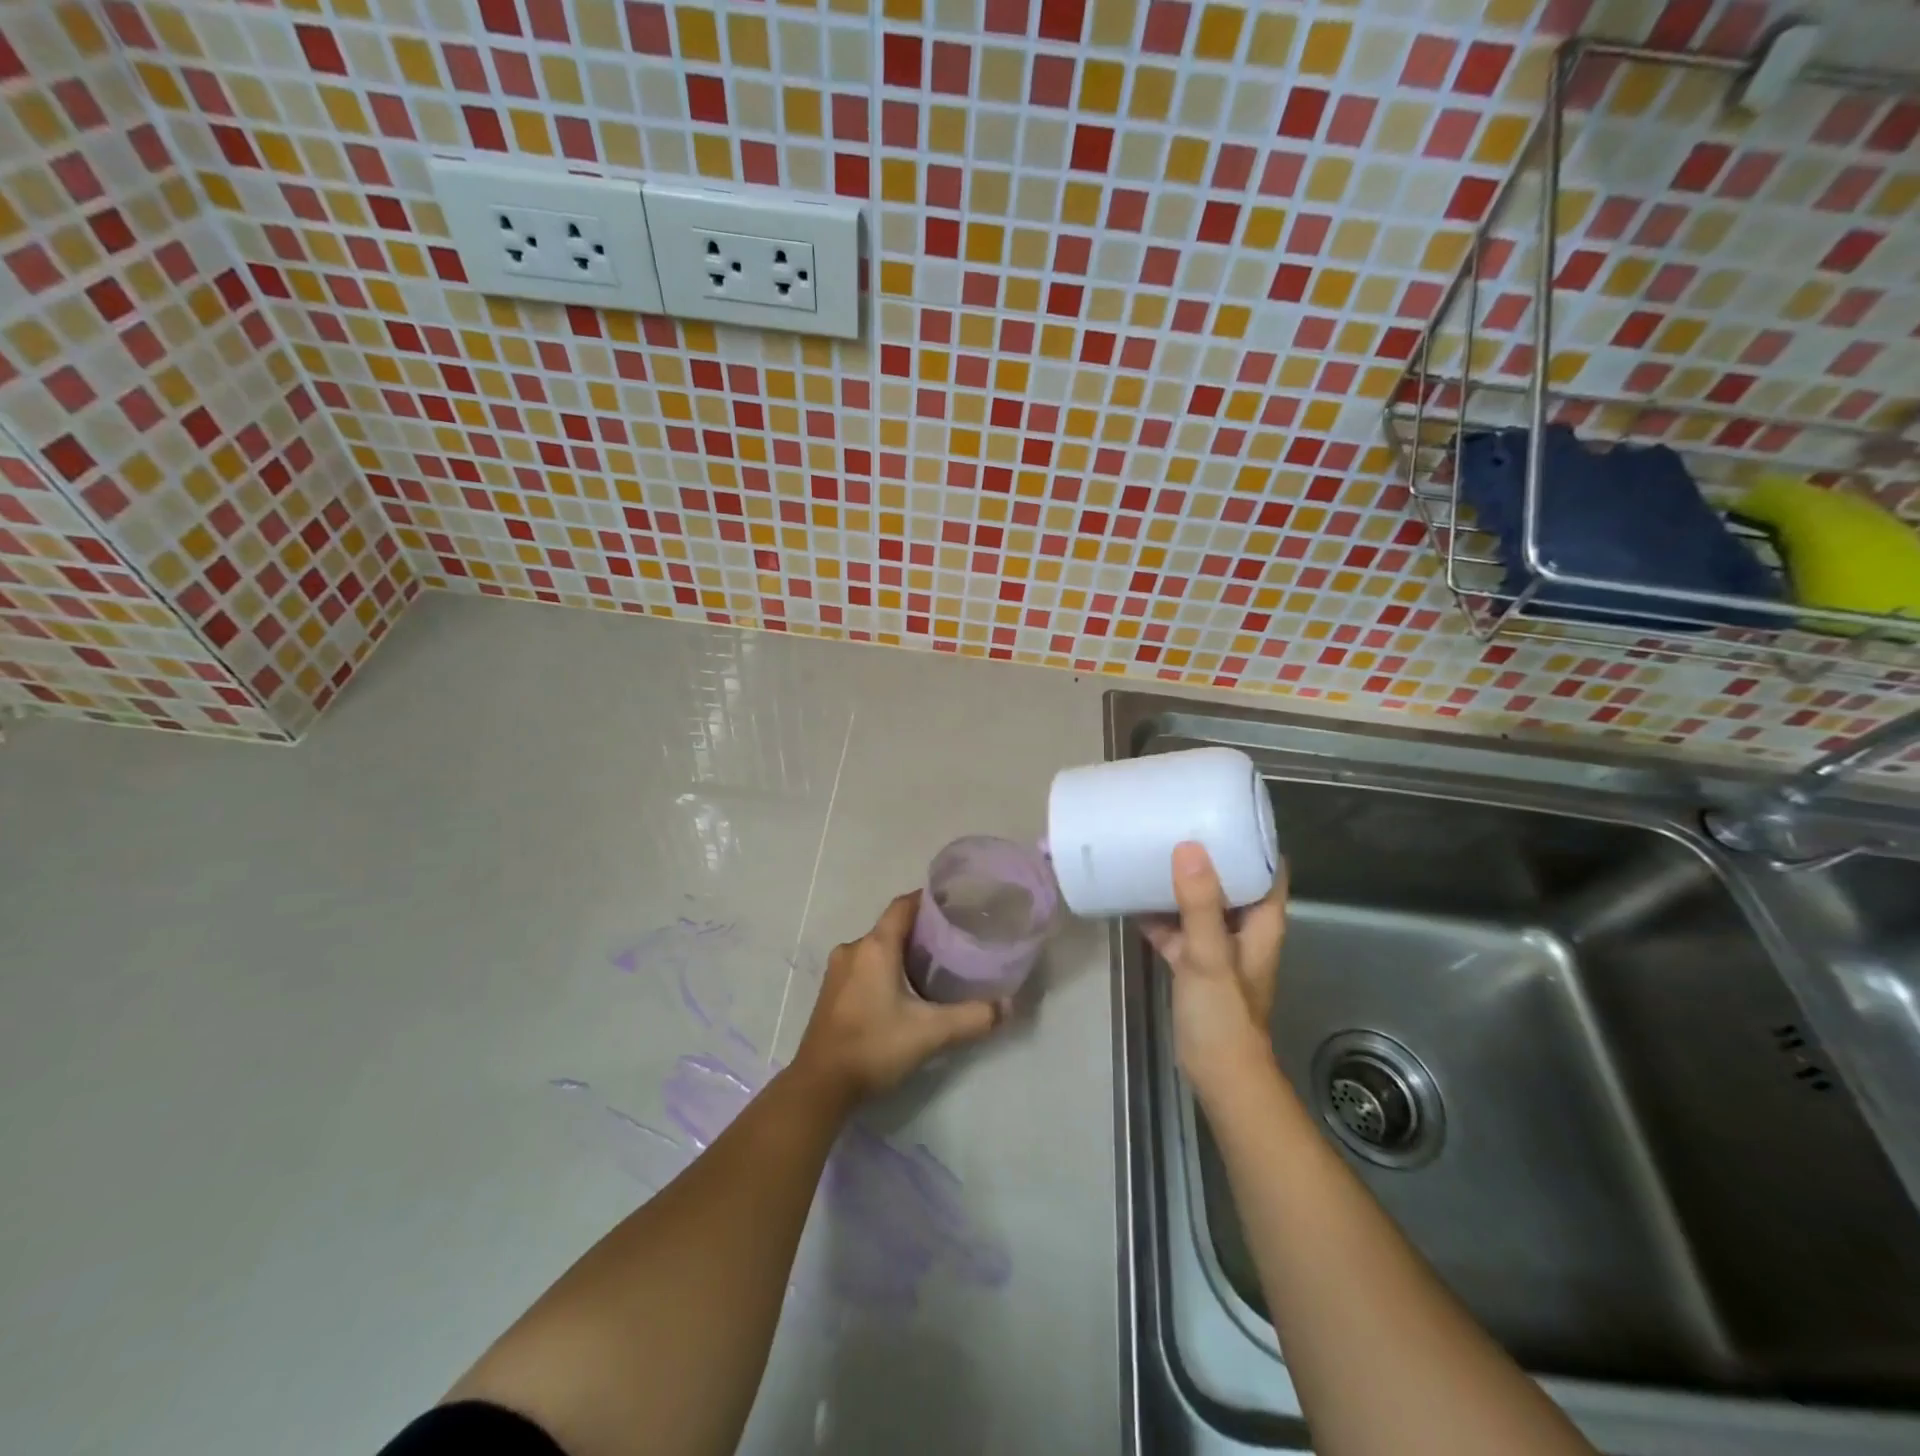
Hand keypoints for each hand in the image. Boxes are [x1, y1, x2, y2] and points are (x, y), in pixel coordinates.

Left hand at [792, 891, 1006, 1105]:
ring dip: (901, 952)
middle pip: (891, 926)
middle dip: (920, 930)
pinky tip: (902, 992)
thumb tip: (1009, 1006)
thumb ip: (973, 1017)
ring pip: (876, 948)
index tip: (955, 905)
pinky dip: (884, 969)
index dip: (928, 901)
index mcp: (875, 946)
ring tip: (932, 967)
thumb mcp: (931, 1032)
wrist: (819, 1086)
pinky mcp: (831, 992)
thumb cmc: (874, 1046)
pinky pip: (863, 966)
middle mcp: (854, 949)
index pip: (904, 905)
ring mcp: (838, 971)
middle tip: (953, 942)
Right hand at [1141, 842, 1286, 1104]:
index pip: (1267, 867)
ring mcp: (1216, 945)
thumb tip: (1189, 847)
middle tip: (1177, 821)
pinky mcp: (1192, 962)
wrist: (1217, 1071)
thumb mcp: (1210, 954)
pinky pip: (1176, 927)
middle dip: (1207, 853)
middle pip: (1229, 879)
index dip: (1252, 838)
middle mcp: (1242, 927)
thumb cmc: (1223, 1013)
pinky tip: (1132, 896)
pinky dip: (1159, 912)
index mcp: (1260, 920)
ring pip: (1199, 902)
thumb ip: (1199, 905)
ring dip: (1180, 881)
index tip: (1224, 809)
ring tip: (1153, 849)